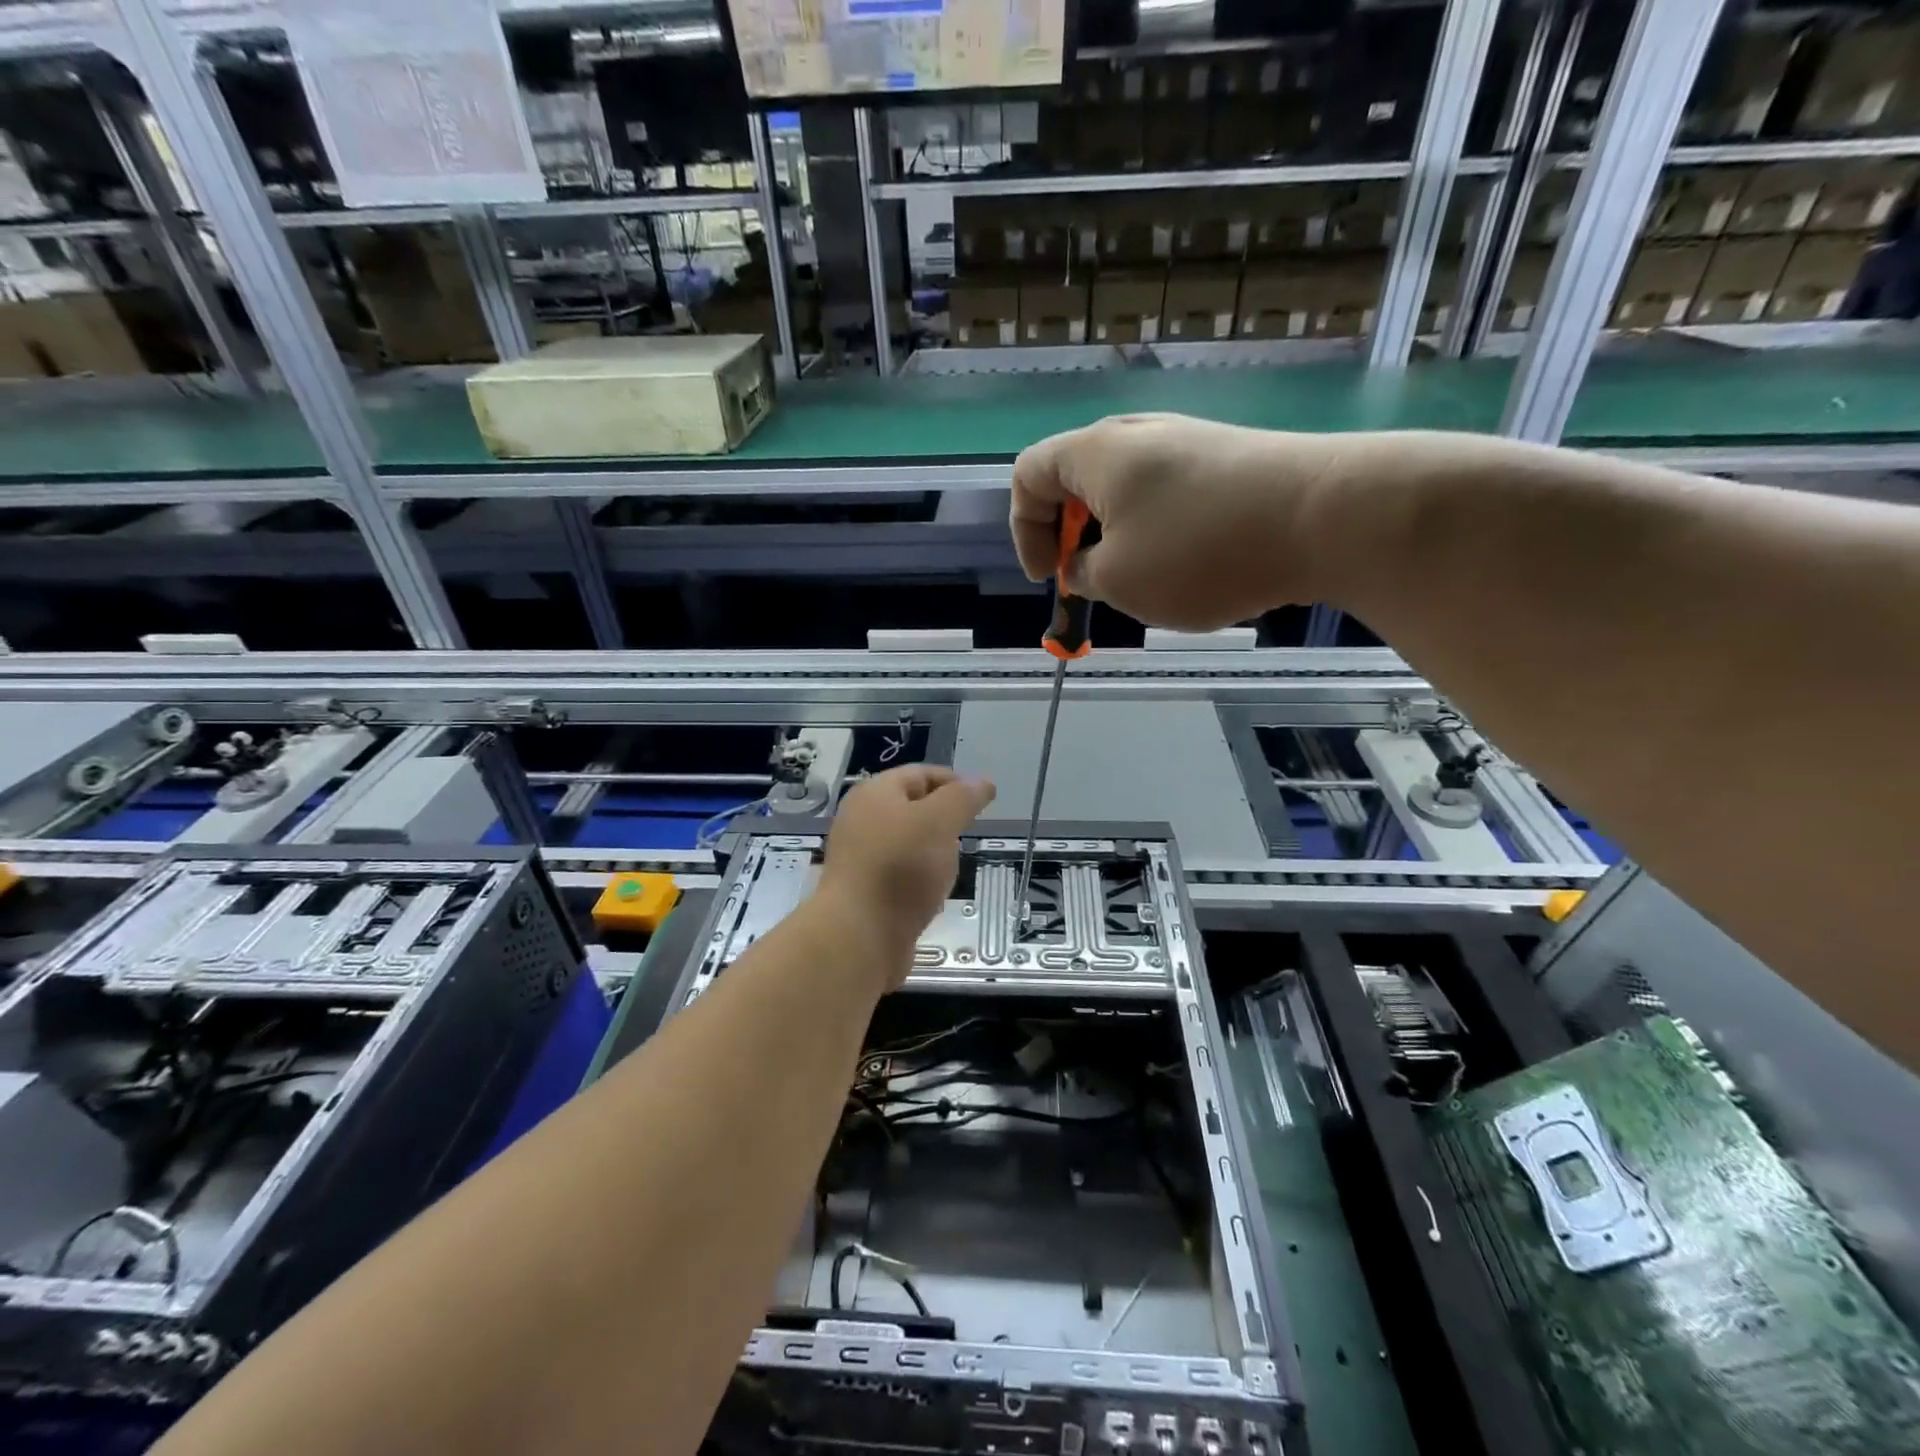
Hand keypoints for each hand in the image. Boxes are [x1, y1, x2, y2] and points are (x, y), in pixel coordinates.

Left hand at [818, 765, 996, 985]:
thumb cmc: (900, 868)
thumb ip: (962, 798)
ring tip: (952, 869)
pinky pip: (901, 876)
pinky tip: (934, 897)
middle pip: (913, 809)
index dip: (954, 782)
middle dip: (944, 820)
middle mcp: (862, 821)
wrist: (858, 937)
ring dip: (934, 854)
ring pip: (909, 844)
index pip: (920, 774)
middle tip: (968, 835)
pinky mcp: (866, 892)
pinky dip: (921, 881)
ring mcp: (862, 858)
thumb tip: (982, 782)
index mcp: (874, 794)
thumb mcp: (939, 822)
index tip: (983, 802)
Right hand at [1010, 413, 1341, 630]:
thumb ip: (1084, 573)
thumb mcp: (1119, 580)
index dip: (1025, 531)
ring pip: (1125, 489)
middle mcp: (1137, 434)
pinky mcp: (1227, 459)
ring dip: (1116, 538)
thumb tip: (1085, 563)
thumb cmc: (1199, 550)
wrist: (1324, 516)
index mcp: (1096, 453)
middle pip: (1076, 478)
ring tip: (1141, 580)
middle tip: (1089, 580)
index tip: (1049, 577)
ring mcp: (1188, 442)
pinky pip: (1169, 493)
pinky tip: (1189, 565)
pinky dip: (1158, 530)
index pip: (1028, 475)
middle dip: (1071, 536)